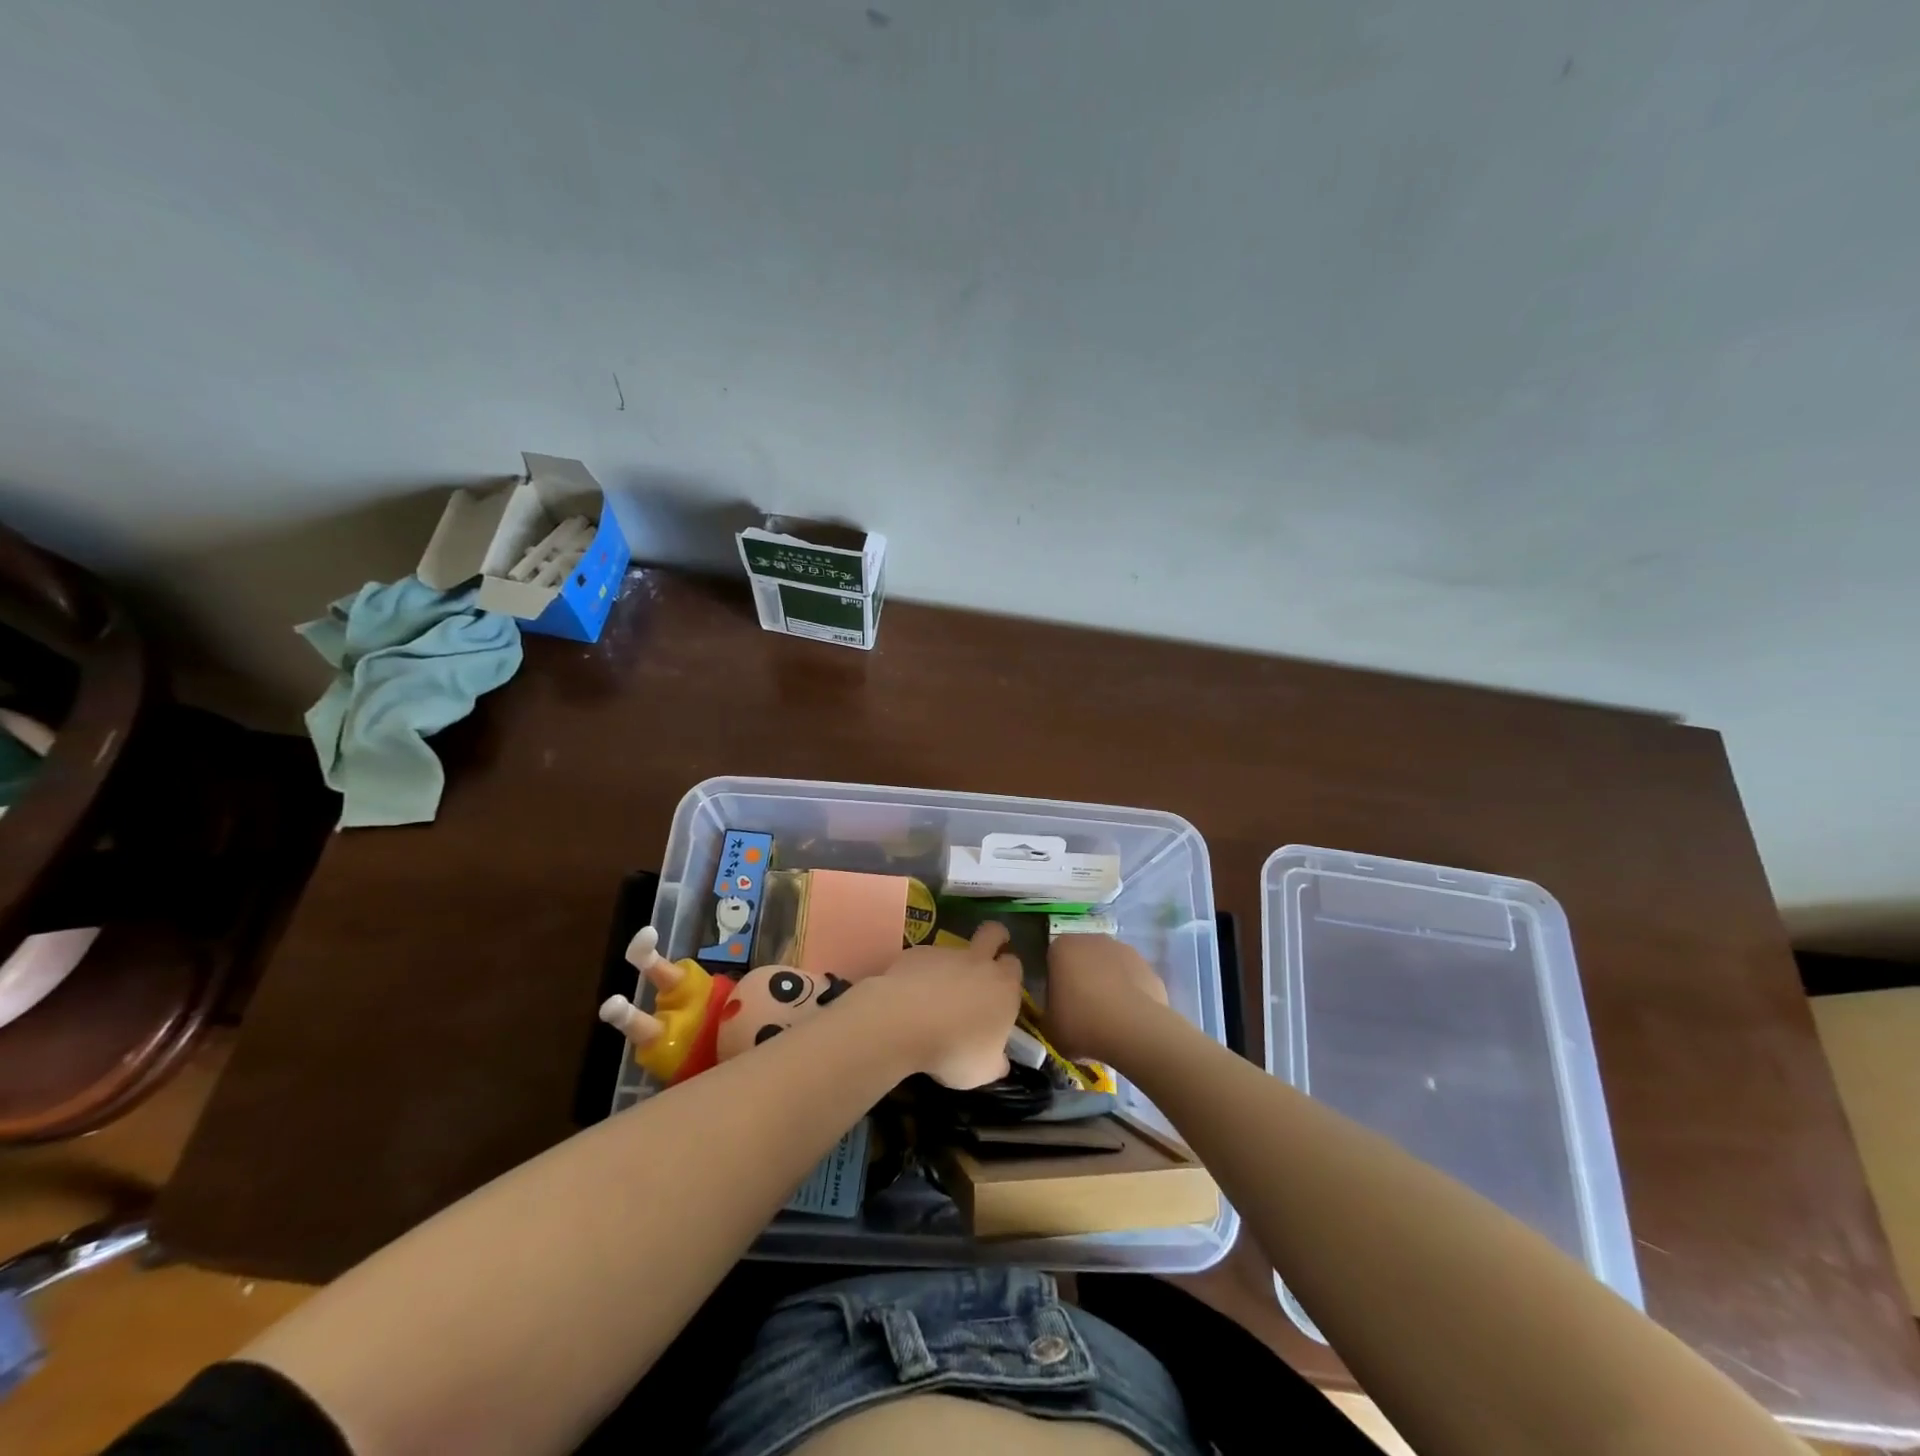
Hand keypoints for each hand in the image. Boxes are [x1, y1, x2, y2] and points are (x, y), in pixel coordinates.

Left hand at [856, 922, 1022, 1088]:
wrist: (904, 1023)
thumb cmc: (954, 1050)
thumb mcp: (983, 1070)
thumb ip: (995, 1060)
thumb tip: (999, 1060)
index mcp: (1003, 987)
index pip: (1015, 966)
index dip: (1010, 973)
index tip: (1002, 988)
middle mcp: (978, 963)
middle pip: (994, 932)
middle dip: (995, 937)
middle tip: (987, 954)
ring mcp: (946, 953)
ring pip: (954, 948)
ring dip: (951, 964)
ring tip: (935, 993)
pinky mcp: (916, 953)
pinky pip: (924, 959)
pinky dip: (920, 972)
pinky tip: (909, 995)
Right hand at [1043, 933, 1171, 1065]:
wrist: (1134, 1031)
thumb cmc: (1082, 1024)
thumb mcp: (1050, 1027)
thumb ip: (1049, 1014)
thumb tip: (1057, 1015)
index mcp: (1062, 948)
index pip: (1053, 962)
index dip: (1055, 985)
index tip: (1059, 1008)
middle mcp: (1093, 940)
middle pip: (1083, 960)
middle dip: (1082, 980)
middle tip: (1082, 1013)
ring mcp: (1124, 950)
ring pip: (1109, 968)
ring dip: (1108, 985)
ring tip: (1109, 1020)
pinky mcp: (1148, 967)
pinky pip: (1132, 981)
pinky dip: (1130, 995)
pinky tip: (1130, 1020)